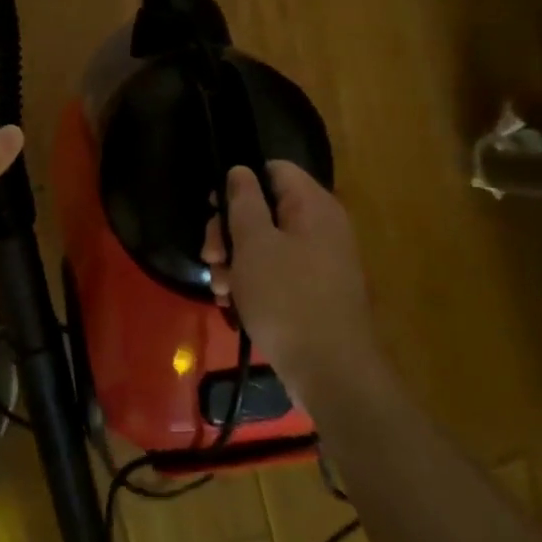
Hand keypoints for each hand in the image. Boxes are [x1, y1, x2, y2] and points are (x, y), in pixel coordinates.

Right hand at [201, 162, 378, 380]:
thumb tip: (241, 170)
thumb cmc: (286, 298)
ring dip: (235, 260)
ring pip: (266, 244)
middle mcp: (321, 227)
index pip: (275, 169)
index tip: (214, 208)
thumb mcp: (254, 244)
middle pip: (265, 209)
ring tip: (221, 287)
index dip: (240, 181)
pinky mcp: (314, 291)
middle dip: (230, 231)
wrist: (330, 371)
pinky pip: (277, 272)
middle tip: (211, 256)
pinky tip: (233, 302)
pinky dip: (253, 282)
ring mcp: (320, 261)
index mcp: (313, 206)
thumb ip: (244, 201)